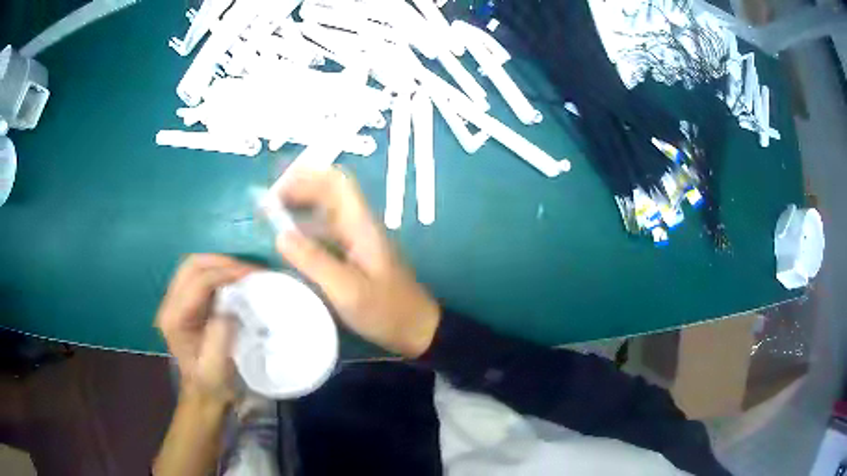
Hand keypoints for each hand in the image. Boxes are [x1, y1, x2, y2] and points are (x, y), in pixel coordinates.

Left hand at [156, 254, 256, 403]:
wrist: (203, 393)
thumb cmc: (211, 382)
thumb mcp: (216, 364)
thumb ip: (220, 334)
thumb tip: (230, 306)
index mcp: (174, 319)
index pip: (198, 282)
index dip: (224, 273)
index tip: (252, 274)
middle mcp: (169, 304)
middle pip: (191, 265)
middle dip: (221, 261)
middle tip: (248, 270)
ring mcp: (174, 301)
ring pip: (193, 266)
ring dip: (219, 264)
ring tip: (243, 272)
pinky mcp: (183, 302)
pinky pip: (198, 275)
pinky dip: (216, 272)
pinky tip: (232, 280)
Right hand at [273, 167, 440, 357]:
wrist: (416, 329)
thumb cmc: (386, 310)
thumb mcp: (348, 290)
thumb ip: (315, 262)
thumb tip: (280, 235)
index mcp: (361, 225)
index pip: (336, 182)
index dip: (306, 178)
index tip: (276, 193)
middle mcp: (359, 225)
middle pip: (328, 192)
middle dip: (297, 191)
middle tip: (267, 207)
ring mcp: (356, 240)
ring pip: (325, 212)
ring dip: (299, 209)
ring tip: (269, 221)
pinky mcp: (353, 256)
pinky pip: (325, 234)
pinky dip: (305, 231)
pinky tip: (289, 245)